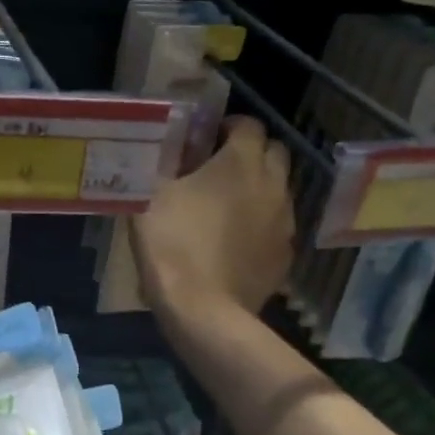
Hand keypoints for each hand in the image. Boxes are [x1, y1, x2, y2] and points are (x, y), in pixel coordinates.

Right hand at [132, 115, 293, 316]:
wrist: (204, 310)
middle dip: (251, 153)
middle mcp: (272, 184)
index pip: (249, 124)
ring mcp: (285, 221)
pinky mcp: (285, 254)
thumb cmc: (173, 243)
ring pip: (278, 190)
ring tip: (226, 206)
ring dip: (257, 189)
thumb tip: (162, 152)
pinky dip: (260, 224)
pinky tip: (234, 241)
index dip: (228, 126)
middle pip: (274, 152)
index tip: (205, 140)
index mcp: (241, 162)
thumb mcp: (149, 197)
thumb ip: (160, 166)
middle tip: (219, 168)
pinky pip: (276, 226)